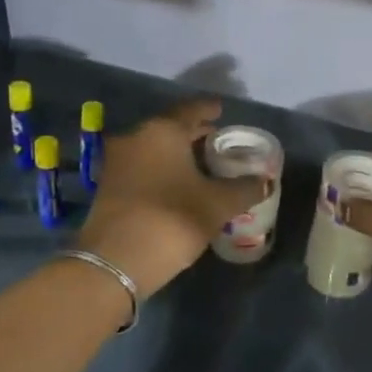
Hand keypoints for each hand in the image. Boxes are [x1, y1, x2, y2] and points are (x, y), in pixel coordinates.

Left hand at [76, 100, 269, 298]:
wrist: (115, 261)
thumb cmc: (172, 220)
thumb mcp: (217, 205)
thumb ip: (244, 189)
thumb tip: (265, 182)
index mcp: (163, 131)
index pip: (191, 109)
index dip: (209, 109)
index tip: (221, 110)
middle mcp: (135, 137)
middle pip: (170, 128)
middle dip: (193, 133)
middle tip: (216, 139)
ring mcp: (117, 162)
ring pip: (153, 148)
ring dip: (176, 153)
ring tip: (201, 164)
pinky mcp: (107, 186)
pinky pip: (141, 166)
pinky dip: (161, 169)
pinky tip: (177, 184)